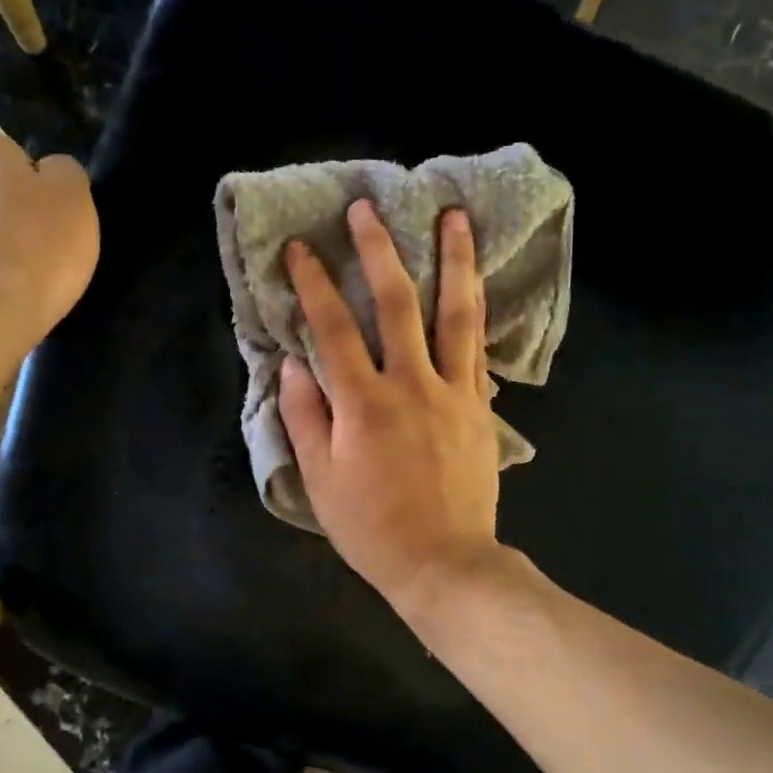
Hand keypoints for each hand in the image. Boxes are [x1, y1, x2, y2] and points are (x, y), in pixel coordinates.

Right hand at [279, 198, 505, 614]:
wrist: (444, 562)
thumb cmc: (370, 526)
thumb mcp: (320, 478)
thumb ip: (304, 415)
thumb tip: (293, 362)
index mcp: (363, 404)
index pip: (333, 329)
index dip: (314, 284)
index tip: (302, 248)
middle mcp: (411, 385)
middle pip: (396, 304)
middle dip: (378, 251)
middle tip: (368, 210)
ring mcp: (453, 392)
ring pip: (455, 314)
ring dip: (454, 261)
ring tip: (455, 217)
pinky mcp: (479, 406)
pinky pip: (478, 348)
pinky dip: (476, 311)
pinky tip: (477, 284)